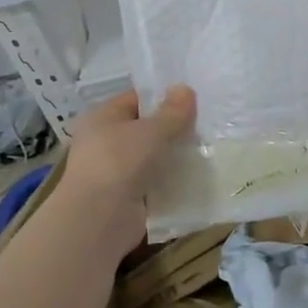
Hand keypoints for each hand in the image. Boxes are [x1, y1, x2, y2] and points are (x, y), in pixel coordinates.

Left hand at [53, 86, 196, 259]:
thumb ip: (172, 111)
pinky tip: (197, 174)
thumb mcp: (152, 130)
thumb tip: (185, 89)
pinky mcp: (128, 195)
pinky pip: (155, 180)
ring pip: (153, 155)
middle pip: (146, 128)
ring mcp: (116, 170)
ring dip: (175, 154)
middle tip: (206, 123)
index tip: (193, 99)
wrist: (100, 219)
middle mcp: (105, 142)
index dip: (163, 97)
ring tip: (207, 147)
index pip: (136, 99)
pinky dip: (172, 178)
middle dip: (173, 127)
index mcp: (102, 118)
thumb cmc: (120, 162)